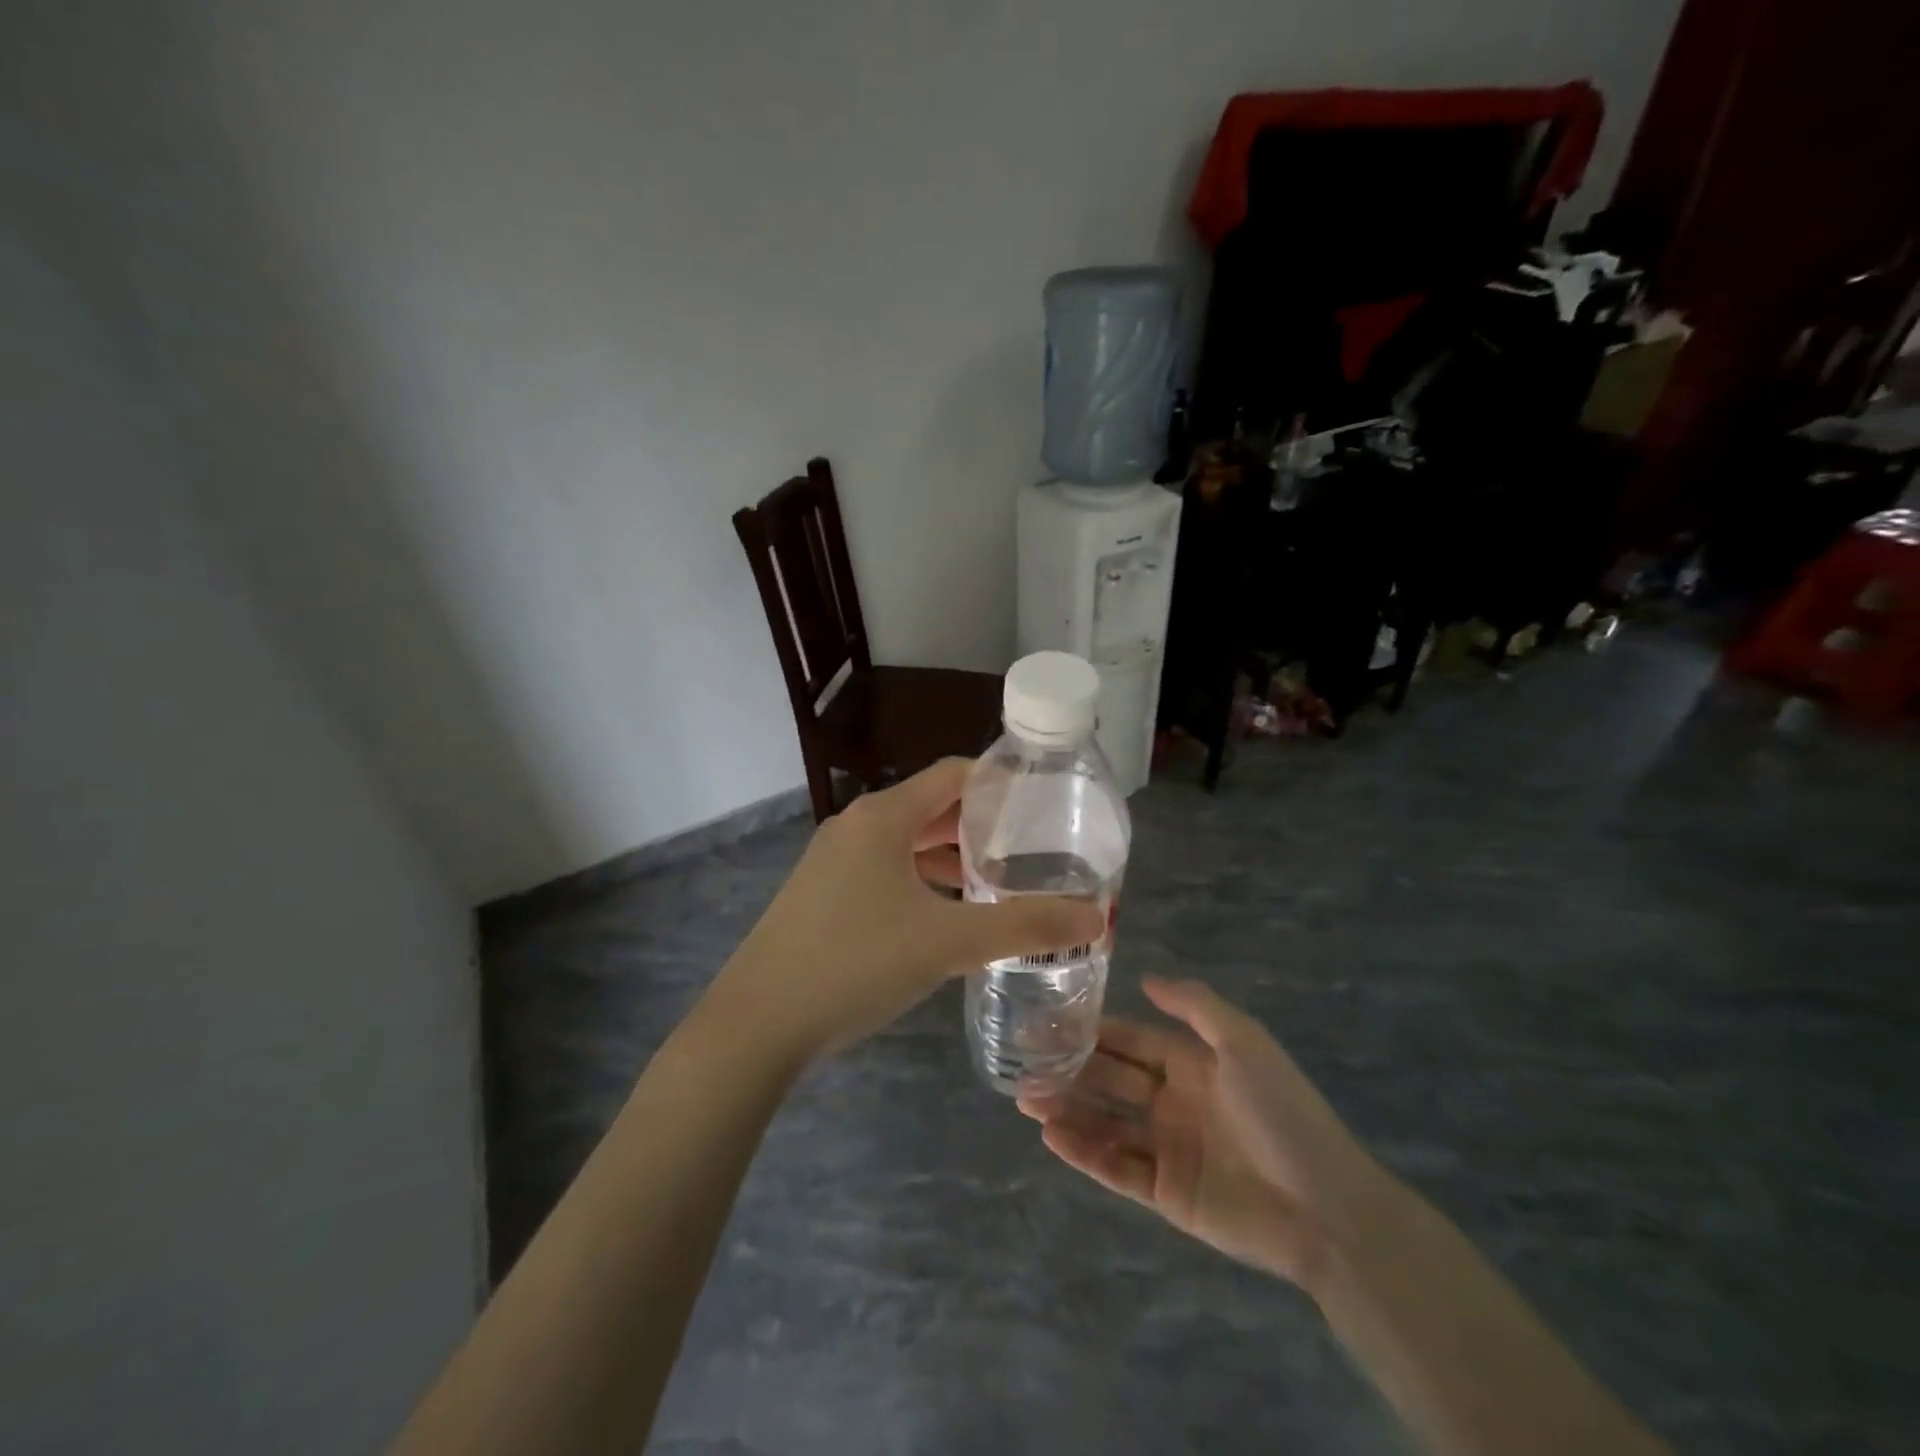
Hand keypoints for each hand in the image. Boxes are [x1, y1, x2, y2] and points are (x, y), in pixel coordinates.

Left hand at [707, 759, 1105, 1065]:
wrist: (757, 1024)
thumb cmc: (855, 963)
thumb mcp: (948, 942)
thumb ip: (1024, 927)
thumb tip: (1095, 918)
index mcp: (884, 817)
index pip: (954, 774)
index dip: (1001, 782)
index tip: (1045, 803)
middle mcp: (857, 826)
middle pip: (932, 808)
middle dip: (982, 826)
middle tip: (1034, 848)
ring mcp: (834, 861)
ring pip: (908, 844)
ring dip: (953, 858)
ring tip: (1001, 882)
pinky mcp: (823, 894)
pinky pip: (886, 871)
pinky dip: (923, 881)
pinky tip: (949, 915)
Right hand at [1019, 977, 1388, 1288]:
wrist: (1326, 1208)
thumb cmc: (1283, 1113)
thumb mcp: (1244, 1042)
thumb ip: (1194, 1006)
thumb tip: (1145, 978)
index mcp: (1189, 1064)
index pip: (1128, 1040)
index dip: (1091, 1030)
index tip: (1048, 1019)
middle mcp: (1171, 1101)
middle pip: (1108, 1080)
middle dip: (1068, 1069)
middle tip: (1021, 1061)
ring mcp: (1165, 1148)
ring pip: (1104, 1123)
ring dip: (1066, 1110)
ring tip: (1025, 1098)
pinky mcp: (1164, 1193)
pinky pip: (1115, 1168)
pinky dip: (1083, 1152)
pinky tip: (1053, 1136)